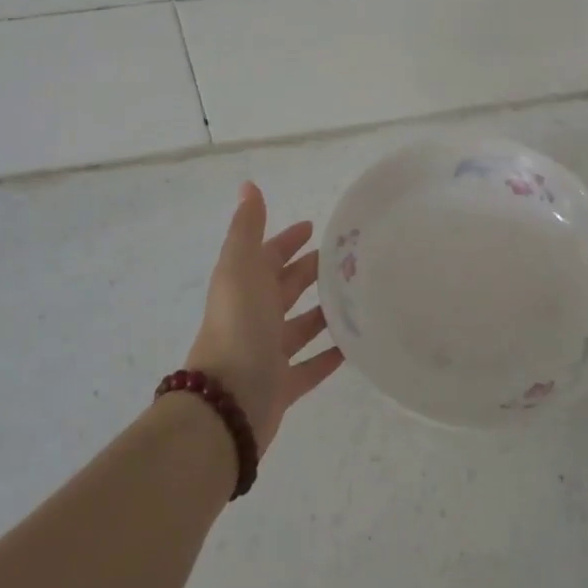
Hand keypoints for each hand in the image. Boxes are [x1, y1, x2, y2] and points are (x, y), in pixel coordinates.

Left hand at [187, 183, 343, 454]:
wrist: (227, 402)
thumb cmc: (237, 325)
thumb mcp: (240, 267)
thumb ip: (247, 228)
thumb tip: (248, 185)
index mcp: (243, 286)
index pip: (267, 255)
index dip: (287, 240)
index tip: (313, 227)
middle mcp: (254, 316)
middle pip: (285, 288)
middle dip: (310, 271)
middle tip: (348, 259)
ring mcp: (267, 353)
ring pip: (300, 326)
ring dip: (324, 311)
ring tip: (360, 296)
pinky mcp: (282, 386)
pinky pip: (311, 366)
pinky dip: (330, 354)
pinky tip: (355, 344)